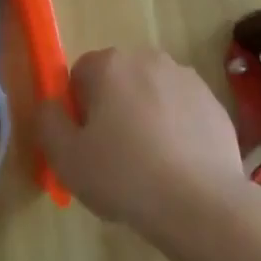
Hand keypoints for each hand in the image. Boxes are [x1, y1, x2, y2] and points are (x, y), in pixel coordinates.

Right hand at [34, 48, 249, 244]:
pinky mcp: (212, 101)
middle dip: (113, 110)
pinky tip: (179, 168)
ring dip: (146, 117)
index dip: (79, 111)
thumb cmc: (125, 176)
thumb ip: (48, 124)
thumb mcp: (67, 160)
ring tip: (150, 167)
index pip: (81, 75)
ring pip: (152, 94)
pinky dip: (177, 130)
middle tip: (115, 158)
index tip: (86, 146)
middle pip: (118, 81)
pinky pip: (182, 111)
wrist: (201, 202)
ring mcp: (185, 77)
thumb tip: (49, 106)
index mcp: (110, 65)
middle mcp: (147, 58)